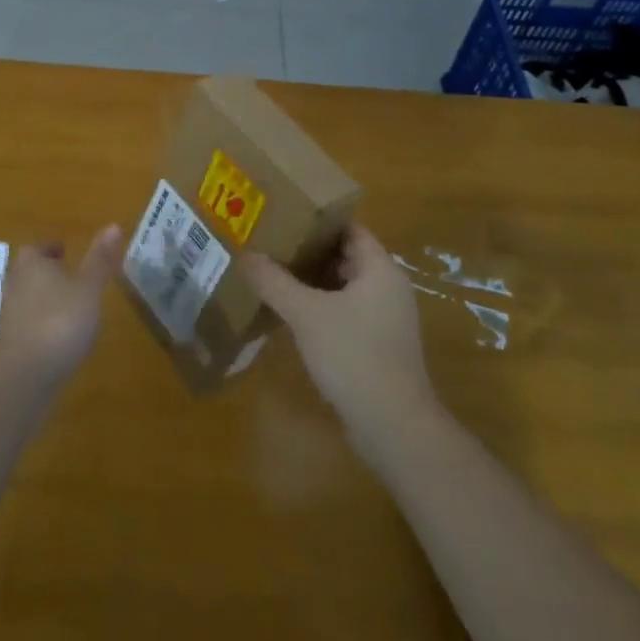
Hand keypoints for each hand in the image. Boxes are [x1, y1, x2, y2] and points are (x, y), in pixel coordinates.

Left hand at [0, 225, 123, 385]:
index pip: (38, 248)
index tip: (65, 250)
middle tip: (71, 276)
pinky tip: (61, 338)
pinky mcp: (11, 346)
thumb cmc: (59, 320)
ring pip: (29, 299)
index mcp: (32, 264)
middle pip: (30, 272)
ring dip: (46, 300)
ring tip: (71, 307)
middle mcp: (16, 285)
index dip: (51, 248)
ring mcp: (11, 317)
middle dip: (48, 273)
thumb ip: (100, 260)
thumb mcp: (88, 288)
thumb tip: (114, 224)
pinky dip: (43, 325)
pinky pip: (29, 326)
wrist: (24, 374)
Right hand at [240, 224, 436, 443]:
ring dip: (313, 279)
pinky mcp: (378, 345)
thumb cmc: (354, 356)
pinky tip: (291, 312)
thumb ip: (274, 281)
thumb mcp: (306, 314)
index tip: (284, 212)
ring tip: (273, 272)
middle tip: (271, 240)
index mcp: (380, 269)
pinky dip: (321, 305)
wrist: (394, 427)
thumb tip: (245, 254)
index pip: (349, 228)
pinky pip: (346, 311)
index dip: (318, 218)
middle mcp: (388, 287)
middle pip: (346, 255)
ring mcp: (385, 318)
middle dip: (309, 249)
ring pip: (344, 285)